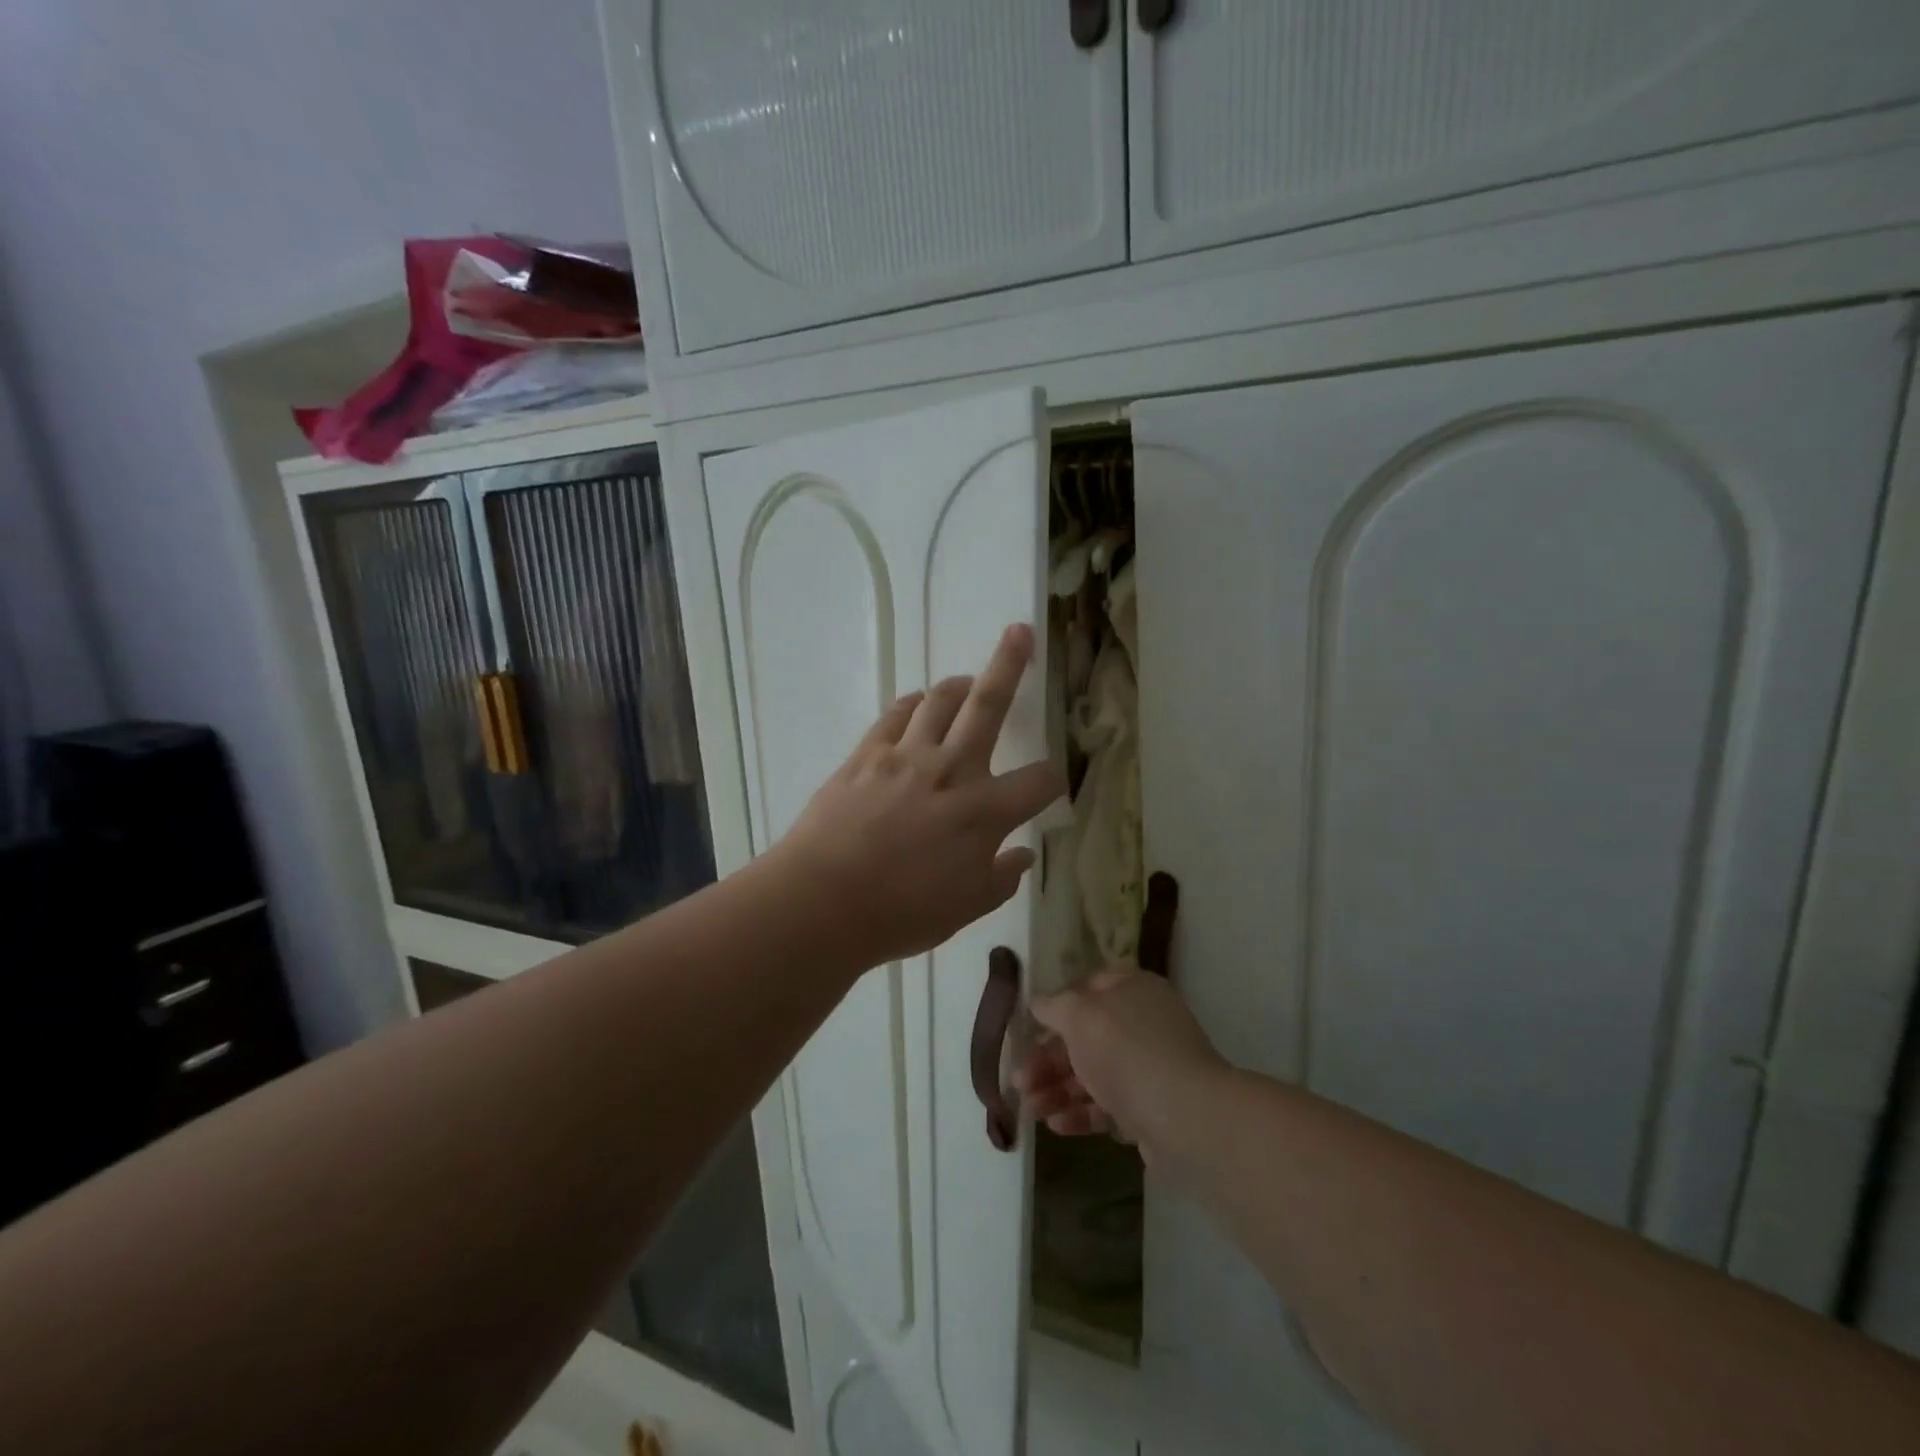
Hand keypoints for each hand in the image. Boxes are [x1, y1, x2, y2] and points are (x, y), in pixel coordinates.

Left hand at [775, 624, 1065, 969]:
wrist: (823, 900)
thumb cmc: (902, 912)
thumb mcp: (966, 908)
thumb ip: (1002, 878)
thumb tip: (1023, 856)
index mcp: (984, 812)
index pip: (1038, 782)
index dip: (1054, 780)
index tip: (1050, 784)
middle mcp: (952, 770)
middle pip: (989, 704)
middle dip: (1010, 665)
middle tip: (1020, 631)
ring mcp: (906, 755)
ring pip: (939, 700)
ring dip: (957, 685)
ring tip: (967, 681)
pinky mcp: (867, 753)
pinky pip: (895, 714)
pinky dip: (911, 704)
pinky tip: (916, 705)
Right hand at [1018, 965, 1227, 1163]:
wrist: (1186, 1119)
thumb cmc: (1127, 1052)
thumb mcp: (1079, 1017)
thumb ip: (1054, 1007)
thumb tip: (1038, 1002)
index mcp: (1132, 989)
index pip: (1086, 989)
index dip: (1055, 1007)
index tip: (1027, 1029)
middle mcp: (1143, 1023)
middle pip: (1085, 1036)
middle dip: (1047, 1059)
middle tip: (1018, 1081)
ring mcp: (1149, 1068)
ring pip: (1093, 1074)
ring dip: (1057, 1089)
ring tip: (1029, 1109)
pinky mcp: (1151, 1109)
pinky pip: (1109, 1106)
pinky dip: (1081, 1112)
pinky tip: (1056, 1125)